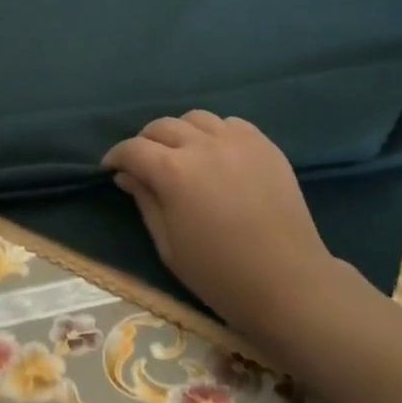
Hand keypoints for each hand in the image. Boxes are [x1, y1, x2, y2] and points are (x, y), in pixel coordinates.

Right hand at [103, 111, 340, 332]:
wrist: (289, 284)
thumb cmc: (221, 275)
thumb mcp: (169, 246)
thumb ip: (145, 202)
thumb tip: (127, 175)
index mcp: (173, 172)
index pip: (133, 149)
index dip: (117, 155)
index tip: (111, 167)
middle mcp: (202, 145)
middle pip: (162, 126)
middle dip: (145, 142)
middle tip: (144, 163)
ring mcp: (236, 140)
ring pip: (195, 119)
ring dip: (181, 133)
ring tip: (183, 154)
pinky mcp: (263, 144)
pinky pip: (230, 124)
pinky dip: (215, 133)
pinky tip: (217, 154)